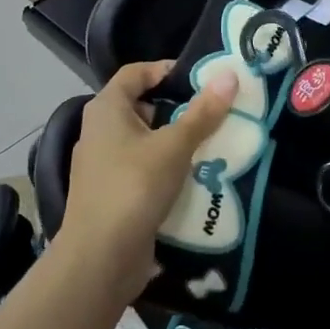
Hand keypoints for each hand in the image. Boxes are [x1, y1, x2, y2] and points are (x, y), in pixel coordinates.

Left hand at [61, 60, 237, 301]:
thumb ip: (202, 113)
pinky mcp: (113, 194)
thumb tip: (230, 75)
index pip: (134, 73)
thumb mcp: (174, 146)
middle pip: (141, 107)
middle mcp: (99, 132)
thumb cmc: (134, 187)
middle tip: (214, 111)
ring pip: (145, 141)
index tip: (200, 78)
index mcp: (106, 110)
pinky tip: (196, 177)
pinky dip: (167, 169)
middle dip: (178, 108)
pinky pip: (144, 170)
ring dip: (176, 141)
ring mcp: (103, 166)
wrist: (100, 258)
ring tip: (213, 143)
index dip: (165, 69)